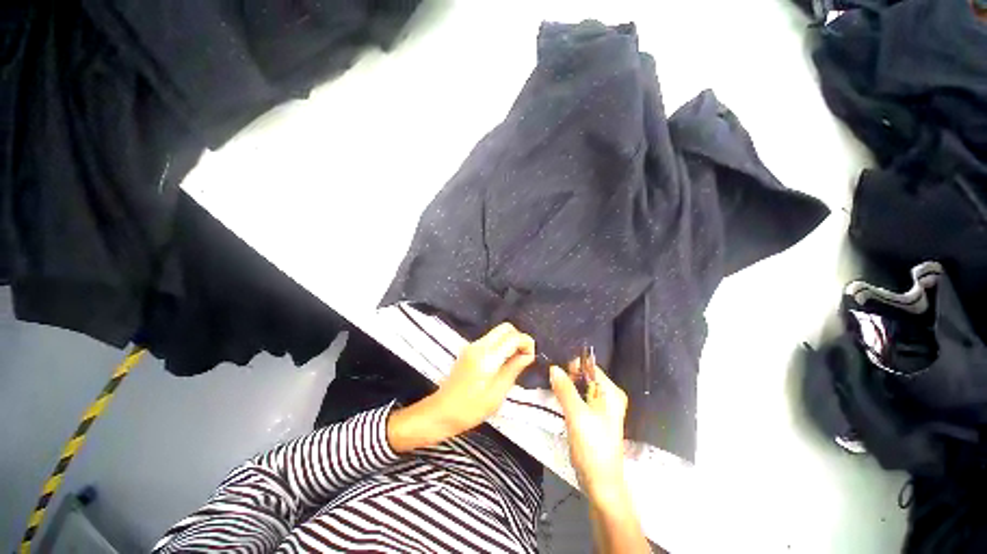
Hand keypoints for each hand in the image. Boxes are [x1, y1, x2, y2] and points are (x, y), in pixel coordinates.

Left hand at [387, 323, 534, 452]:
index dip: (526, 343)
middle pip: (505, 328)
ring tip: (515, 360)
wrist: (441, 411)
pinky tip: (503, 361)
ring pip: (498, 332)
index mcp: (487, 357)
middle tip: (524, 356)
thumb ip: (513, 369)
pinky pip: (490, 339)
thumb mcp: (497, 393)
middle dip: (518, 338)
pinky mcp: (469, 350)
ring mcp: (472, 346)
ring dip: (510, 340)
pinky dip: (501, 344)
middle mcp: (479, 345)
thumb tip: (528, 355)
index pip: (512, 337)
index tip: (531, 357)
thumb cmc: (471, 409)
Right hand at [550, 363, 628, 504]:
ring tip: (553, 391)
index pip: (589, 366)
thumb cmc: (592, 447)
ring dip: (566, 387)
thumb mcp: (577, 415)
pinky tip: (559, 402)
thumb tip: (553, 367)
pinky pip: (579, 398)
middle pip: (584, 375)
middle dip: (568, 376)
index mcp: (611, 392)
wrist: (600, 483)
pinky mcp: (594, 417)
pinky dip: (569, 397)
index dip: (572, 366)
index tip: (556, 373)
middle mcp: (609, 396)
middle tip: (553, 384)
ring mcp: (602, 407)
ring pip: (580, 387)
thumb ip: (565, 389)